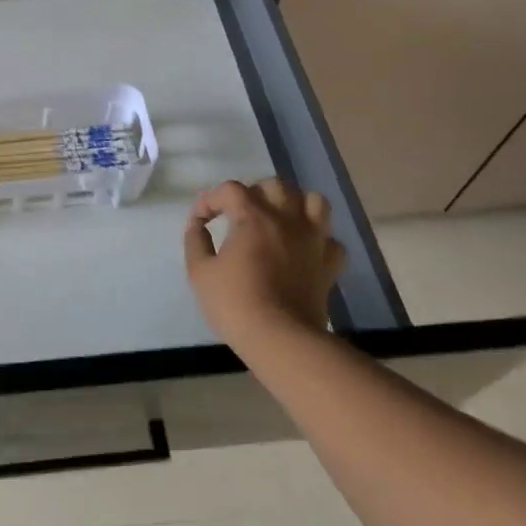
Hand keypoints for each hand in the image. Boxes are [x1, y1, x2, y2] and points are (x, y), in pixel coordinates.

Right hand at [183, 178, 345, 350]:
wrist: (281, 339)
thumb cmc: (235, 303)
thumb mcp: (199, 272)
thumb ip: (195, 241)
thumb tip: (197, 225)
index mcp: (254, 217)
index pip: (230, 190)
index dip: (210, 200)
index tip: (200, 221)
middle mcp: (287, 220)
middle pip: (275, 185)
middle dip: (254, 193)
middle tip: (240, 215)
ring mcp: (314, 240)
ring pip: (314, 201)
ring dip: (295, 205)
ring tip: (280, 220)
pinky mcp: (330, 264)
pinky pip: (330, 240)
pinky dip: (317, 240)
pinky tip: (303, 251)